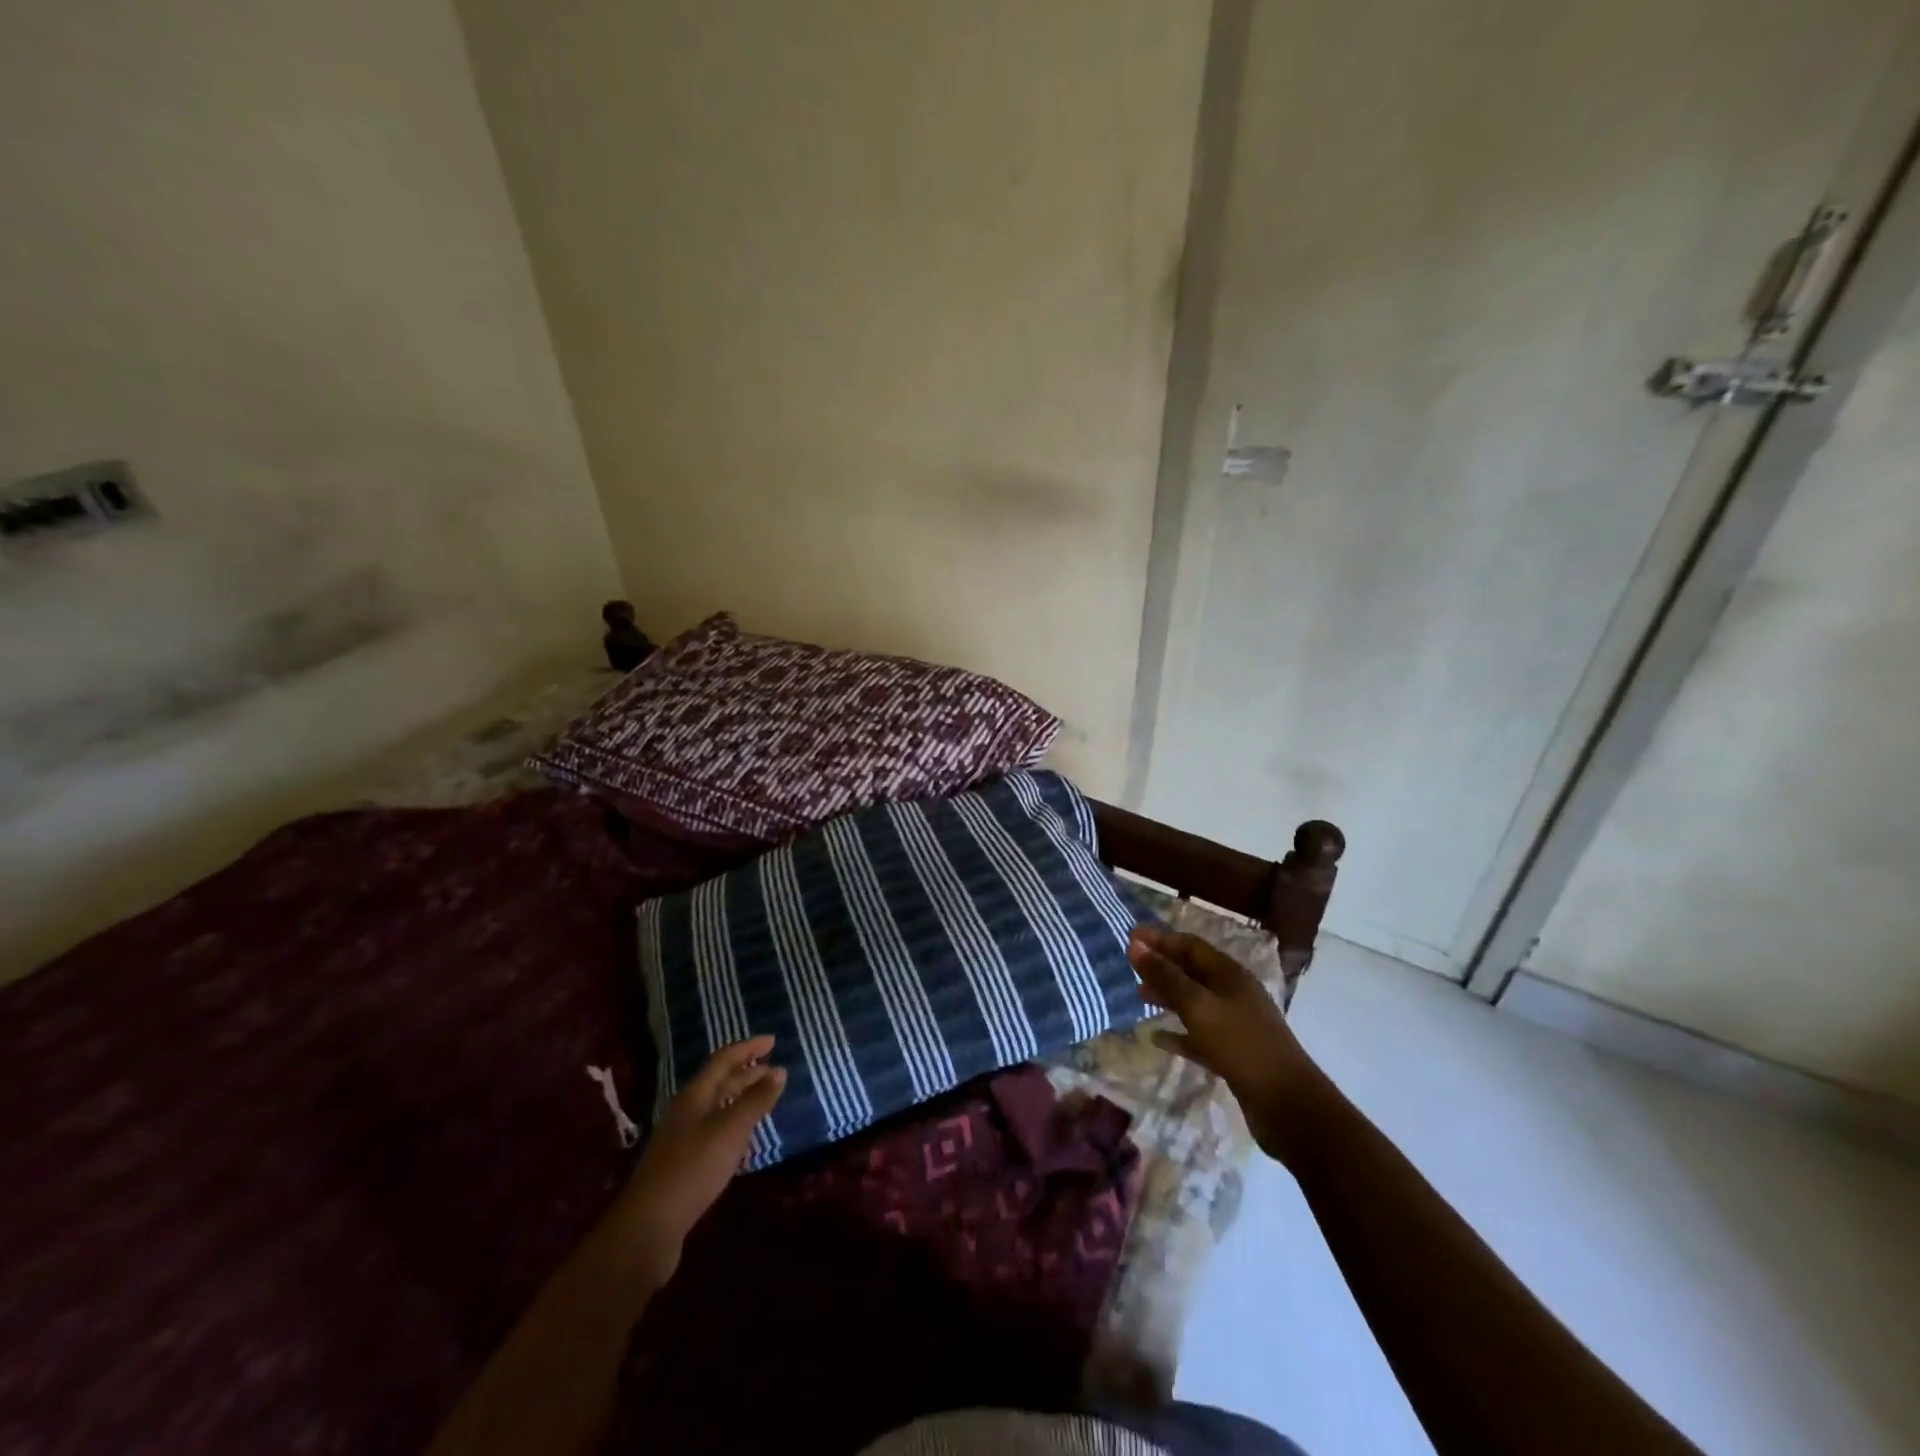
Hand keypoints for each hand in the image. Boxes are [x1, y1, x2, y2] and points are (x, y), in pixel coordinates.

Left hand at [605, 1036, 785, 1282]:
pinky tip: (746, 1139)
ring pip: (718, 1108)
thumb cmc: (693, 1167)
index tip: (773, 1041)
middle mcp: (687, 1111)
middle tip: (776, 1071)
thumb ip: (756, 1100)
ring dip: (742, 1099)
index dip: (748, 1048)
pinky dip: (735, 1125)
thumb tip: (779, 1071)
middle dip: (748, 1073)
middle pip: (720, 1082)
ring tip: (766, 1099)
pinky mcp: (684, 1164)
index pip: (724, 1059)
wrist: (649, 1226)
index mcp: (695, 1095)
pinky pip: (715, 1132)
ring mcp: (683, 1138)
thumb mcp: (731, 1130)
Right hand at [1128, 926, 1326, 1162]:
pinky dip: (1178, 1033)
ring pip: (1194, 1002)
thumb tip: (1135, 945)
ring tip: (1139, 997)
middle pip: (1192, 971)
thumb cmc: (1241, 1045)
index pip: (1190, 945)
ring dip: (1167, 997)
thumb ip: (1165, 977)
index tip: (1130, 937)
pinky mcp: (1233, 1054)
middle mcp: (1233, 993)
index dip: (1160, 939)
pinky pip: (1199, 1035)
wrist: (1288, 1105)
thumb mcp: (1198, 1006)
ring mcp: (1235, 1024)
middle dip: (1162, 966)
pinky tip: (1157, 1039)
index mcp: (1230, 975)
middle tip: (1130, 967)